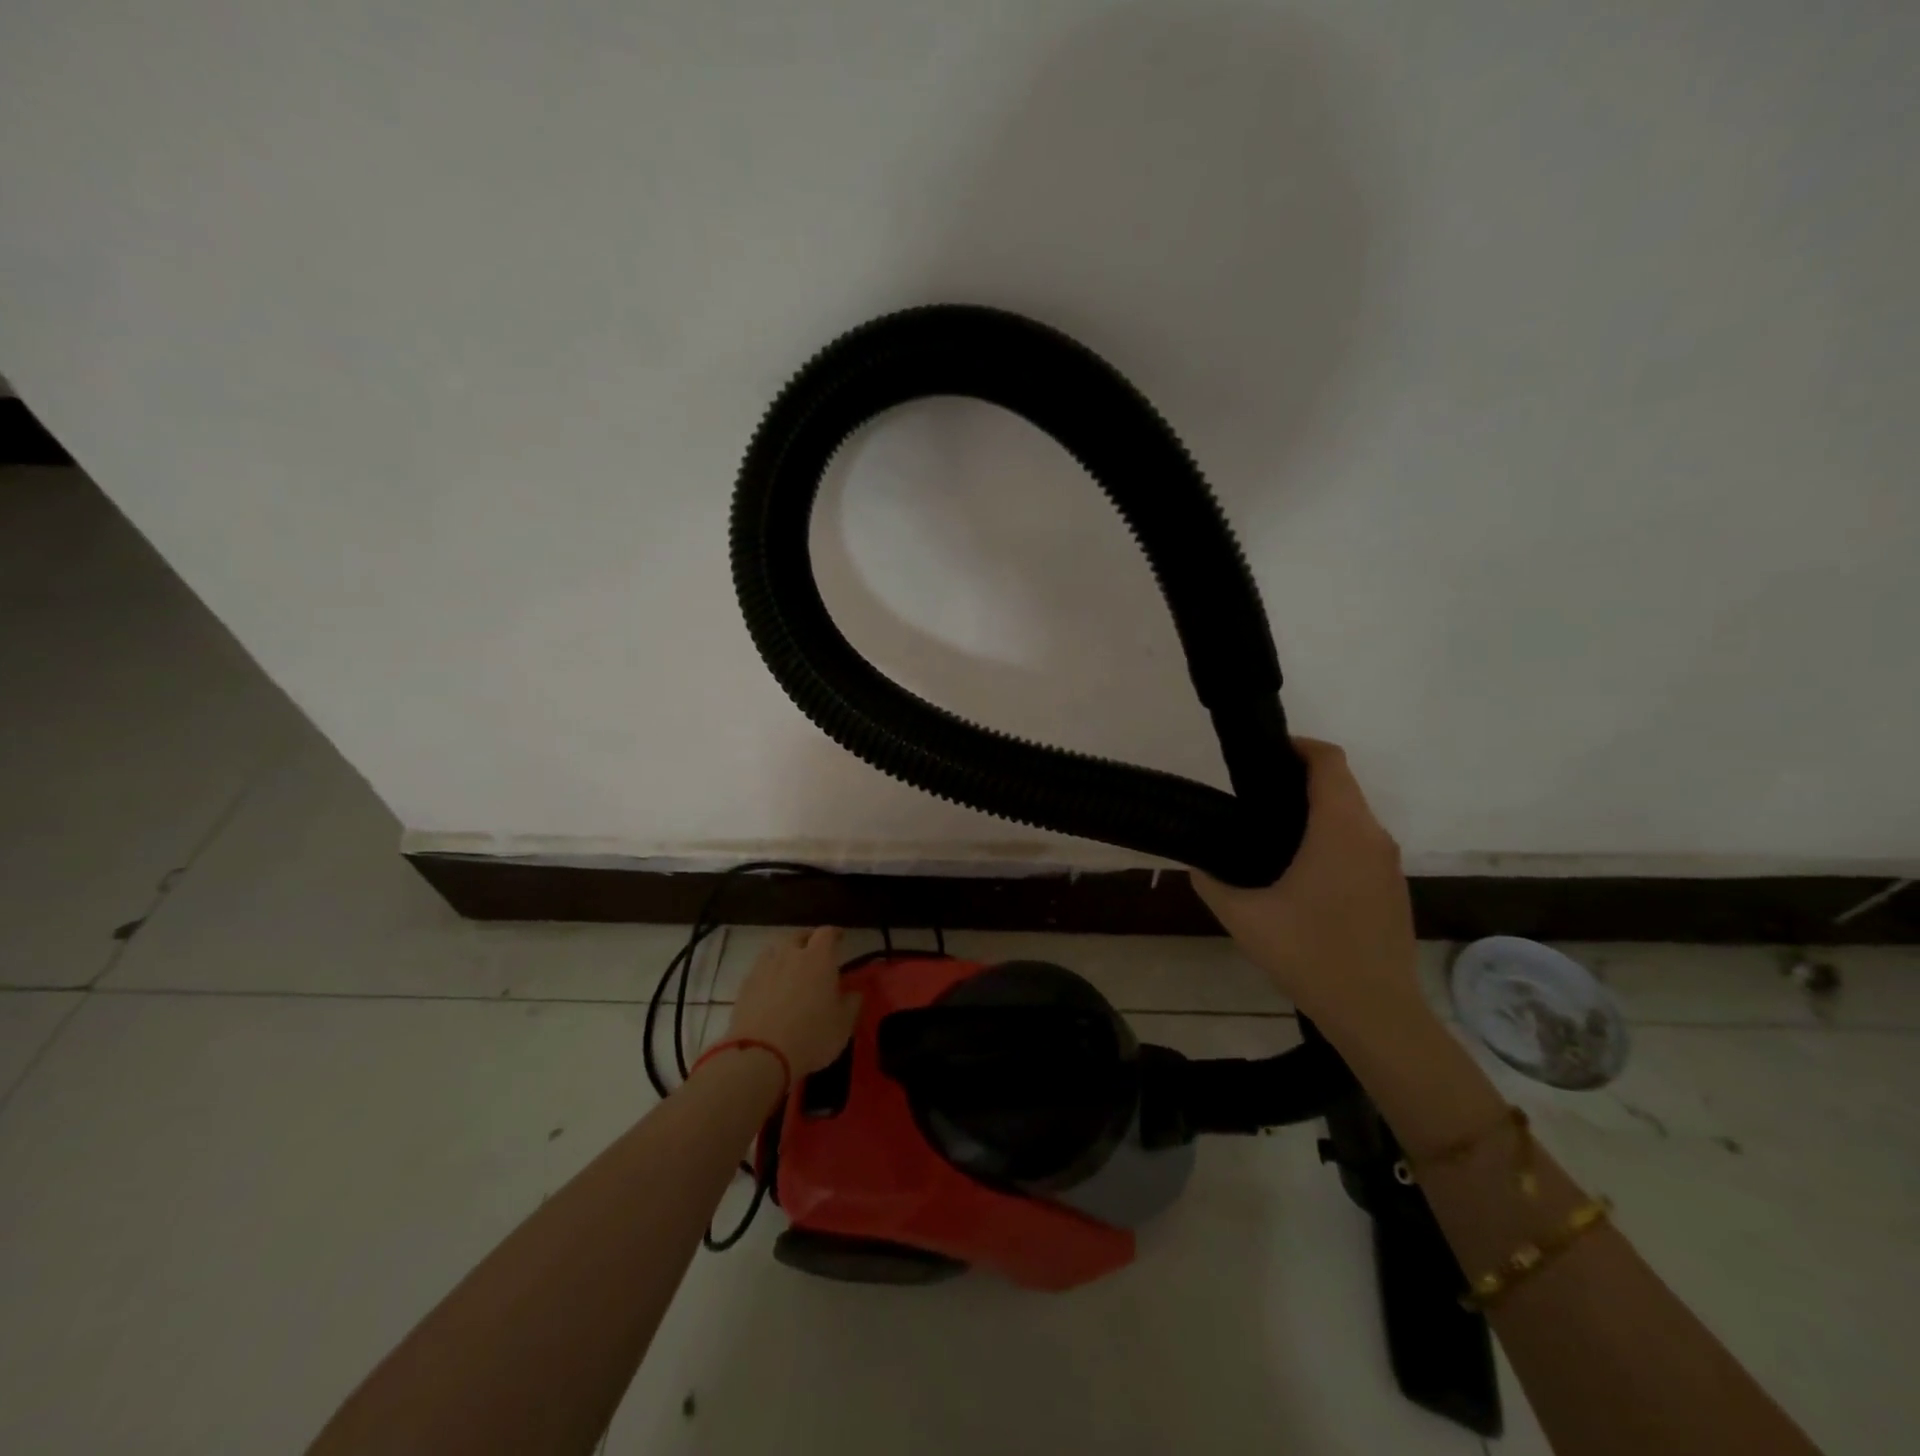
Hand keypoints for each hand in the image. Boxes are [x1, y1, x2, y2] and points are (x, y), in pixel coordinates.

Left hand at [725, 927, 862, 1076]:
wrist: (760, 1055)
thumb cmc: (812, 1037)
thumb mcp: (844, 1024)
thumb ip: (851, 1003)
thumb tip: (853, 992)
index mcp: (819, 959)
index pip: (827, 933)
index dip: (834, 934)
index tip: (840, 939)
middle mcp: (790, 955)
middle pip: (798, 936)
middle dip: (808, 940)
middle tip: (815, 953)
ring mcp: (764, 969)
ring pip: (775, 951)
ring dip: (785, 955)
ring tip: (790, 969)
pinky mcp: (745, 986)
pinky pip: (759, 970)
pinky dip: (768, 974)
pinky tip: (770, 989)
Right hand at [1194, 738, 1427, 1046]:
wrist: (1376, 1012)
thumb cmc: (1309, 954)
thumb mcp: (1243, 916)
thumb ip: (1211, 881)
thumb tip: (1196, 862)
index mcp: (1340, 830)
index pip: (1329, 762)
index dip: (1297, 746)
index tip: (1263, 754)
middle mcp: (1372, 836)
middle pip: (1340, 784)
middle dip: (1299, 778)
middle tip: (1252, 795)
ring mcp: (1388, 862)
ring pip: (1352, 814)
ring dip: (1316, 809)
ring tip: (1269, 832)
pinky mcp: (1391, 886)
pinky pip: (1360, 842)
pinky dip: (1331, 836)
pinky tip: (1299, 871)